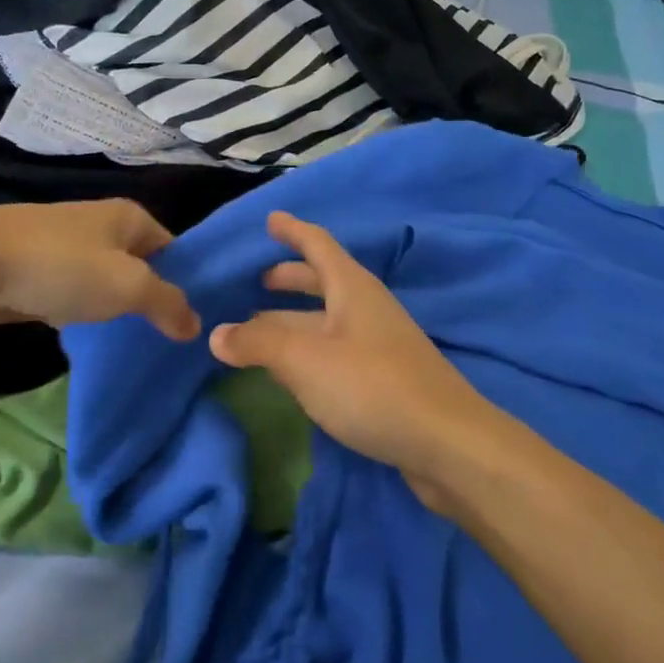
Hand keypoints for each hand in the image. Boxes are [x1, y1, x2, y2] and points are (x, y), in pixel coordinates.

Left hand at [0, 200, 200, 341]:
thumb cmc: (62, 267)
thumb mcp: (128, 286)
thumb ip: (168, 304)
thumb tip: (196, 326)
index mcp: (128, 216)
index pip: (172, 246)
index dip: (185, 279)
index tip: (192, 317)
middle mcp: (98, 221)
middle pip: (137, 261)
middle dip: (149, 295)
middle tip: (164, 335)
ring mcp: (62, 242)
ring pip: (102, 276)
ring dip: (112, 304)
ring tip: (127, 338)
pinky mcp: (32, 265)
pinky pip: (70, 288)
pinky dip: (78, 308)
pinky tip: (80, 332)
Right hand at [209, 212, 516, 505]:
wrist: (446, 443)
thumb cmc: (371, 385)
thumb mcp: (304, 358)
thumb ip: (258, 343)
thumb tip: (217, 334)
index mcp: (352, 288)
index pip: (318, 244)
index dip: (293, 230)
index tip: (270, 219)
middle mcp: (367, 309)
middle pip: (324, 281)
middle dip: (291, 278)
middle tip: (258, 280)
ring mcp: (378, 345)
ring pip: (327, 320)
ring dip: (294, 319)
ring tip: (259, 328)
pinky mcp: (383, 380)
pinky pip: (335, 351)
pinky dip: (308, 351)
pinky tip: (291, 372)